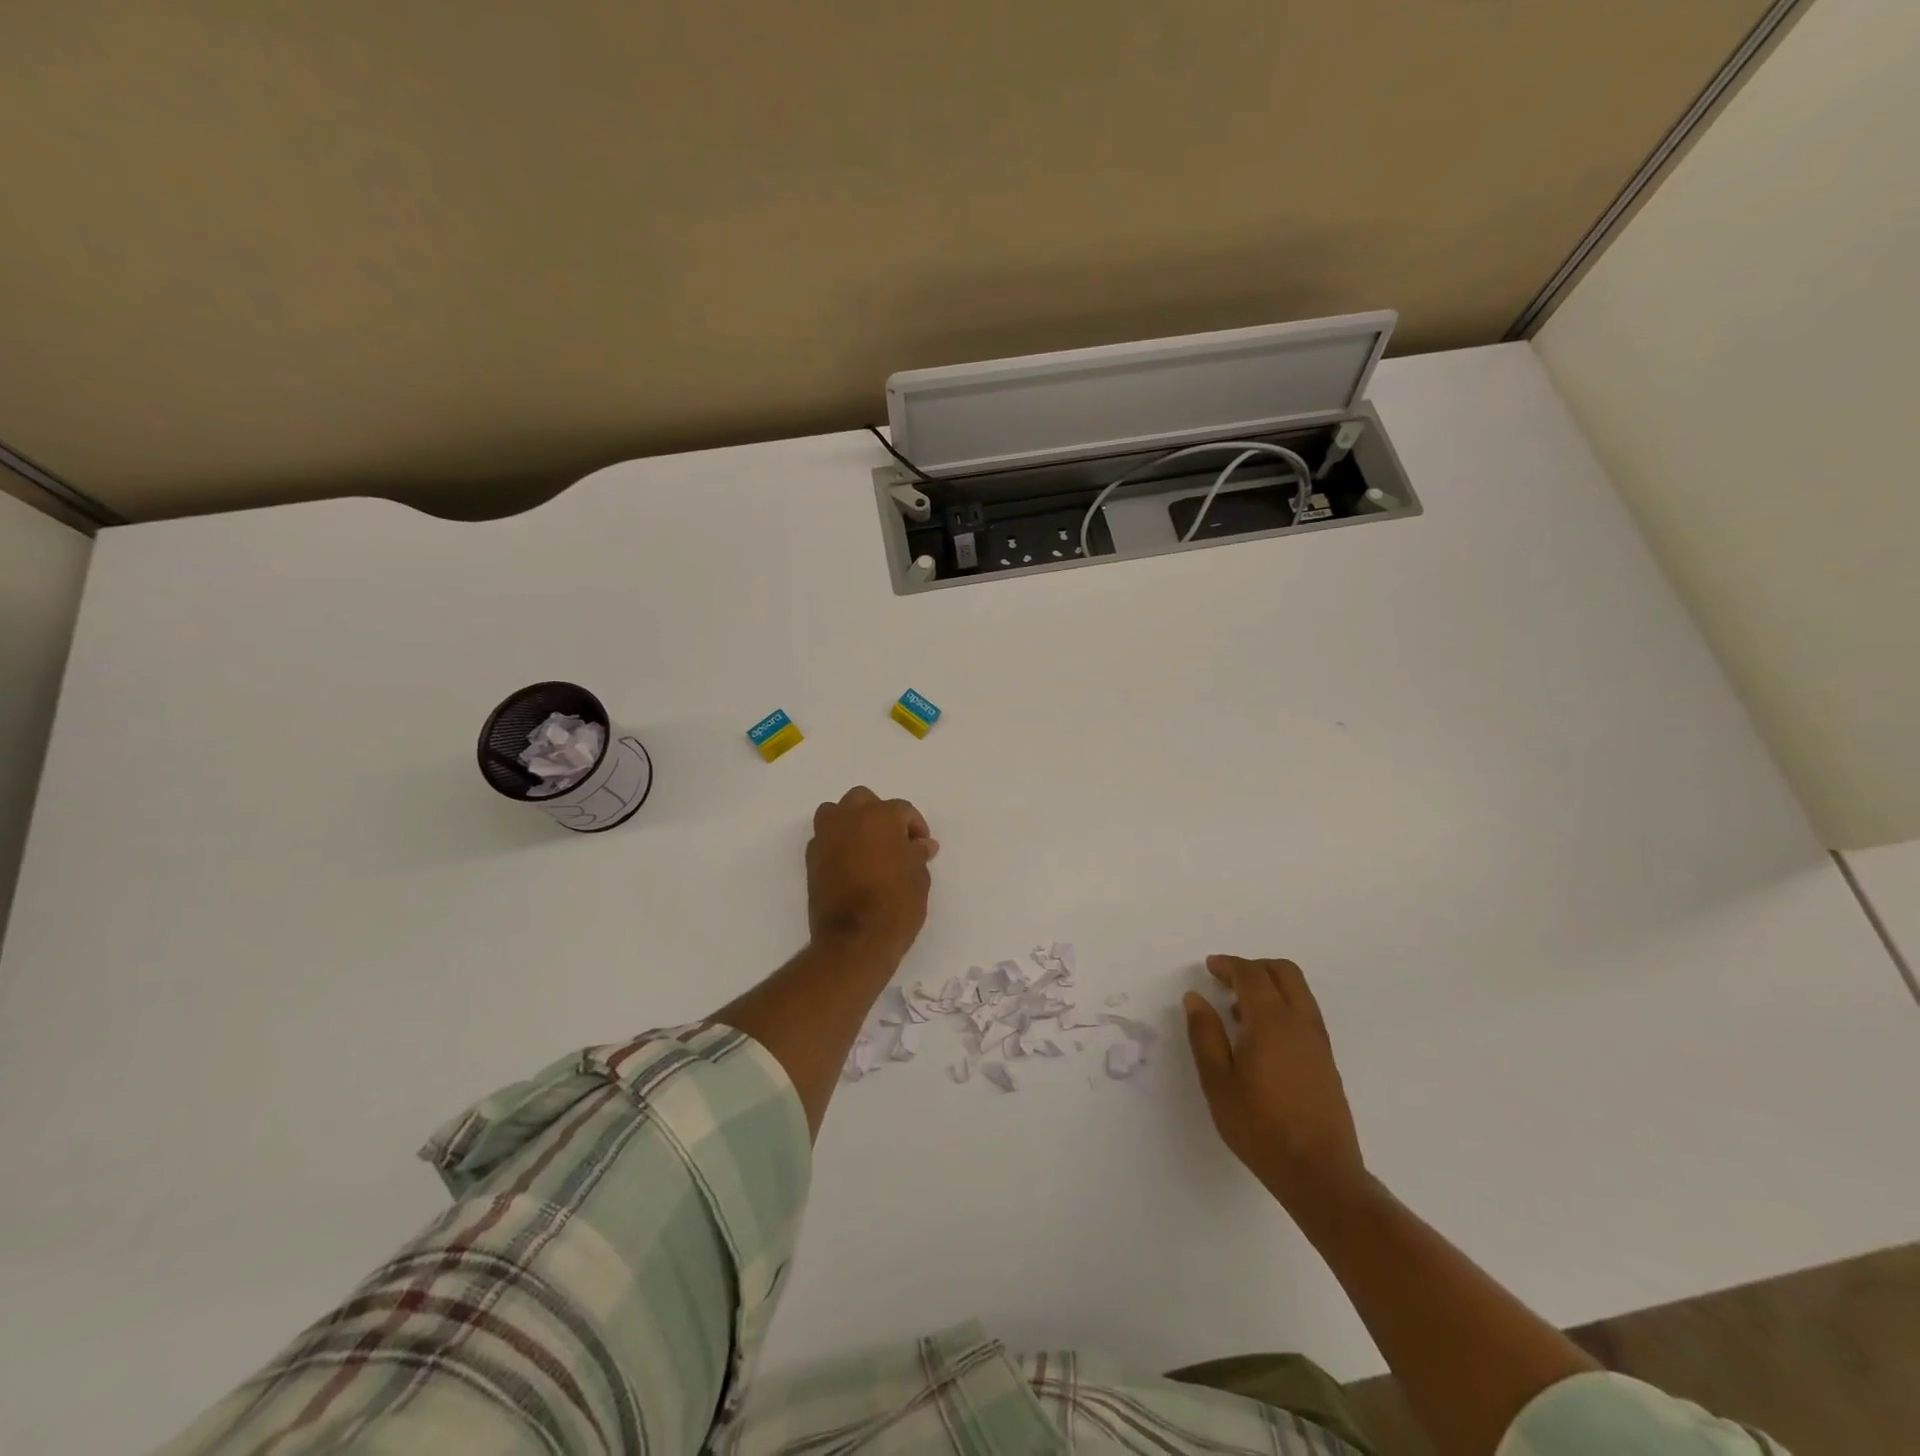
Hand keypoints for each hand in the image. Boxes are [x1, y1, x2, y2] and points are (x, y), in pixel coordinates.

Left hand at [806, 786, 938, 963]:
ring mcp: (825, 837)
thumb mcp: (919, 877)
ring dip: (851, 822)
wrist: (855, 939)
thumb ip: (918, 853)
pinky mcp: (811, 859)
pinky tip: (850, 864)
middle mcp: (849, 818)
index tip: (922, 847)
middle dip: (879, 814)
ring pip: (835, 813)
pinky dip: (837, 844)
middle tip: (893, 839)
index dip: (915, 826)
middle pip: (863, 800)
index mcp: (880, 816)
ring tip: (867, 846)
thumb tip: (921, 845)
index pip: (902, 810)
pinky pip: (825, 839)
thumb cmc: (896, 903)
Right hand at [1184, 955, 1369, 1217]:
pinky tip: (1261, 1037)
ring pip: (1299, 992)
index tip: (1209, 967)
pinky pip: (1305, 1013)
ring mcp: (1318, 1042)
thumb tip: (1195, 998)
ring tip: (1239, 1009)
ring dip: (1270, 986)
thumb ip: (1205, 1034)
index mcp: (1271, 1021)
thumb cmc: (1259, 1126)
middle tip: (1227, 980)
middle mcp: (1300, 1022)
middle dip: (1254, 967)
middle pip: (1284, 972)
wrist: (1319, 1173)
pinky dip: (1283, 1006)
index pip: (1251, 974)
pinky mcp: (1327, 1061)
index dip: (1228, 965)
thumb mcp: (1217, 1081)